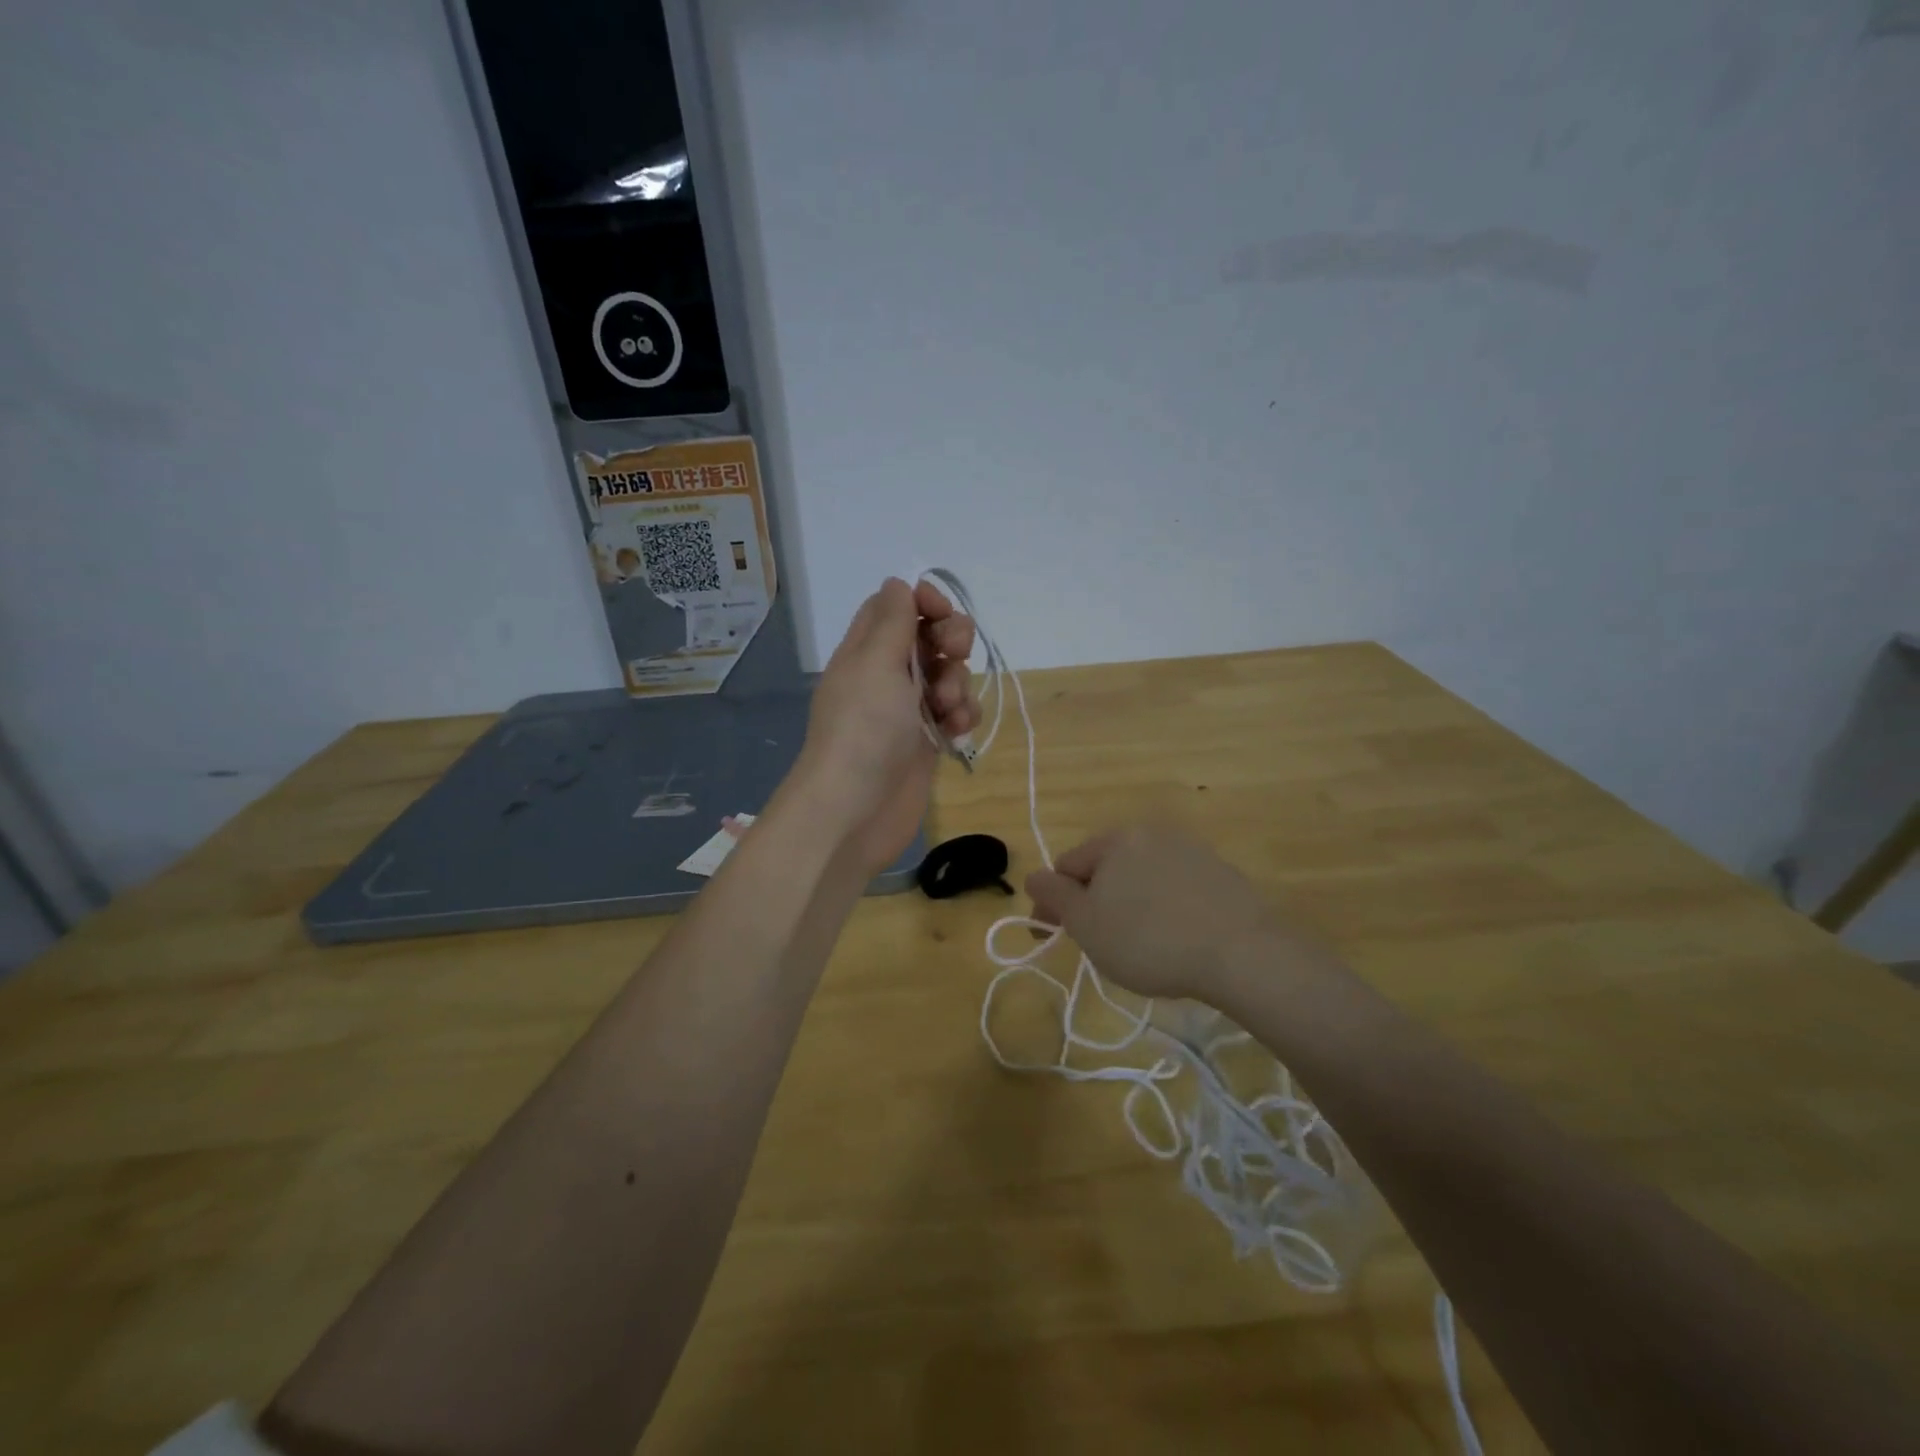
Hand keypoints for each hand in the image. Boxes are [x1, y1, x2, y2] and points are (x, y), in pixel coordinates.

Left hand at [789, 578, 977, 877]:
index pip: (896, 607)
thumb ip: (893, 621)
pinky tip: (956, 732)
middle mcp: (886, 675)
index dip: (924, 602)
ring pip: (948, 676)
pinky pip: (955, 714)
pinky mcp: (926, 741)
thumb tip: (898, 583)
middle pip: (929, 638)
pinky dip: (961, 717)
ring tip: (948, 709)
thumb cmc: (864, 729)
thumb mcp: (876, 663)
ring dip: (959, 684)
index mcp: (866, 650)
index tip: (942, 612)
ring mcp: (908, 710)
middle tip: (953, 655)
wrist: (855, 809)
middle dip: (951, 641)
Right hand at [1026, 826, 1338, 1004]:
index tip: (1053, 938)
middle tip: (1099, 945)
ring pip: (1142, 879)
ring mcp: (1192, 853)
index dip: (1054, 903)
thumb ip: (1054, 896)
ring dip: (1129, 906)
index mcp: (1116, 840)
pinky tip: (1176, 941)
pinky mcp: (1222, 876)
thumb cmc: (1149, 939)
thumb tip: (1034, 876)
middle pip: (1106, 869)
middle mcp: (1153, 835)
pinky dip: (1166, 910)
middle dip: (1094, 903)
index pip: (1067, 866)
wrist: (1241, 953)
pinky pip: (1177, 891)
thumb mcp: (1086, 924)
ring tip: (1139, 948)